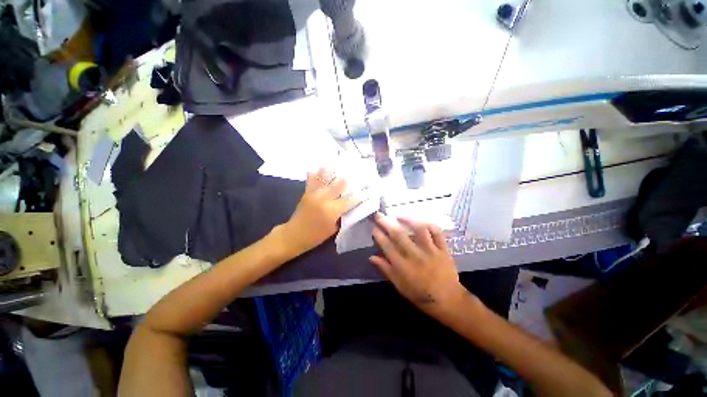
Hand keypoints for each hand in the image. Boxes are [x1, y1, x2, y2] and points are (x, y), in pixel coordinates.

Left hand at [282, 168, 360, 254]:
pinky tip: (322, 168)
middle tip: (353, 176)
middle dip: (347, 180)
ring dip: (332, 172)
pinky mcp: (307, 193)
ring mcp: (314, 194)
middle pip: (338, 185)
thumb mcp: (333, 228)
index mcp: (332, 211)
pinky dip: (317, 173)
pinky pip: (312, 180)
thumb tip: (349, 206)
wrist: (294, 235)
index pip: (349, 200)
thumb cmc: (316, 236)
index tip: (364, 192)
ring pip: (325, 179)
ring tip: (338, 167)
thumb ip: (342, 216)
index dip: (357, 196)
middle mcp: (323, 199)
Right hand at [370, 213, 467, 314]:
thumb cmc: (421, 295)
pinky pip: (437, 232)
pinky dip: (429, 224)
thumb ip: (386, 270)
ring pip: (419, 229)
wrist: (449, 301)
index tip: (373, 227)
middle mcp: (416, 256)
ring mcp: (431, 251)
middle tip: (379, 215)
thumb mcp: (400, 286)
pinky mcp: (443, 249)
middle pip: (399, 235)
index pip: (387, 246)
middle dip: (386, 223)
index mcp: (403, 267)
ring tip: (398, 215)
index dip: (379, 235)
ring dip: (407, 220)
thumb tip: (371, 257)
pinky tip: (420, 221)